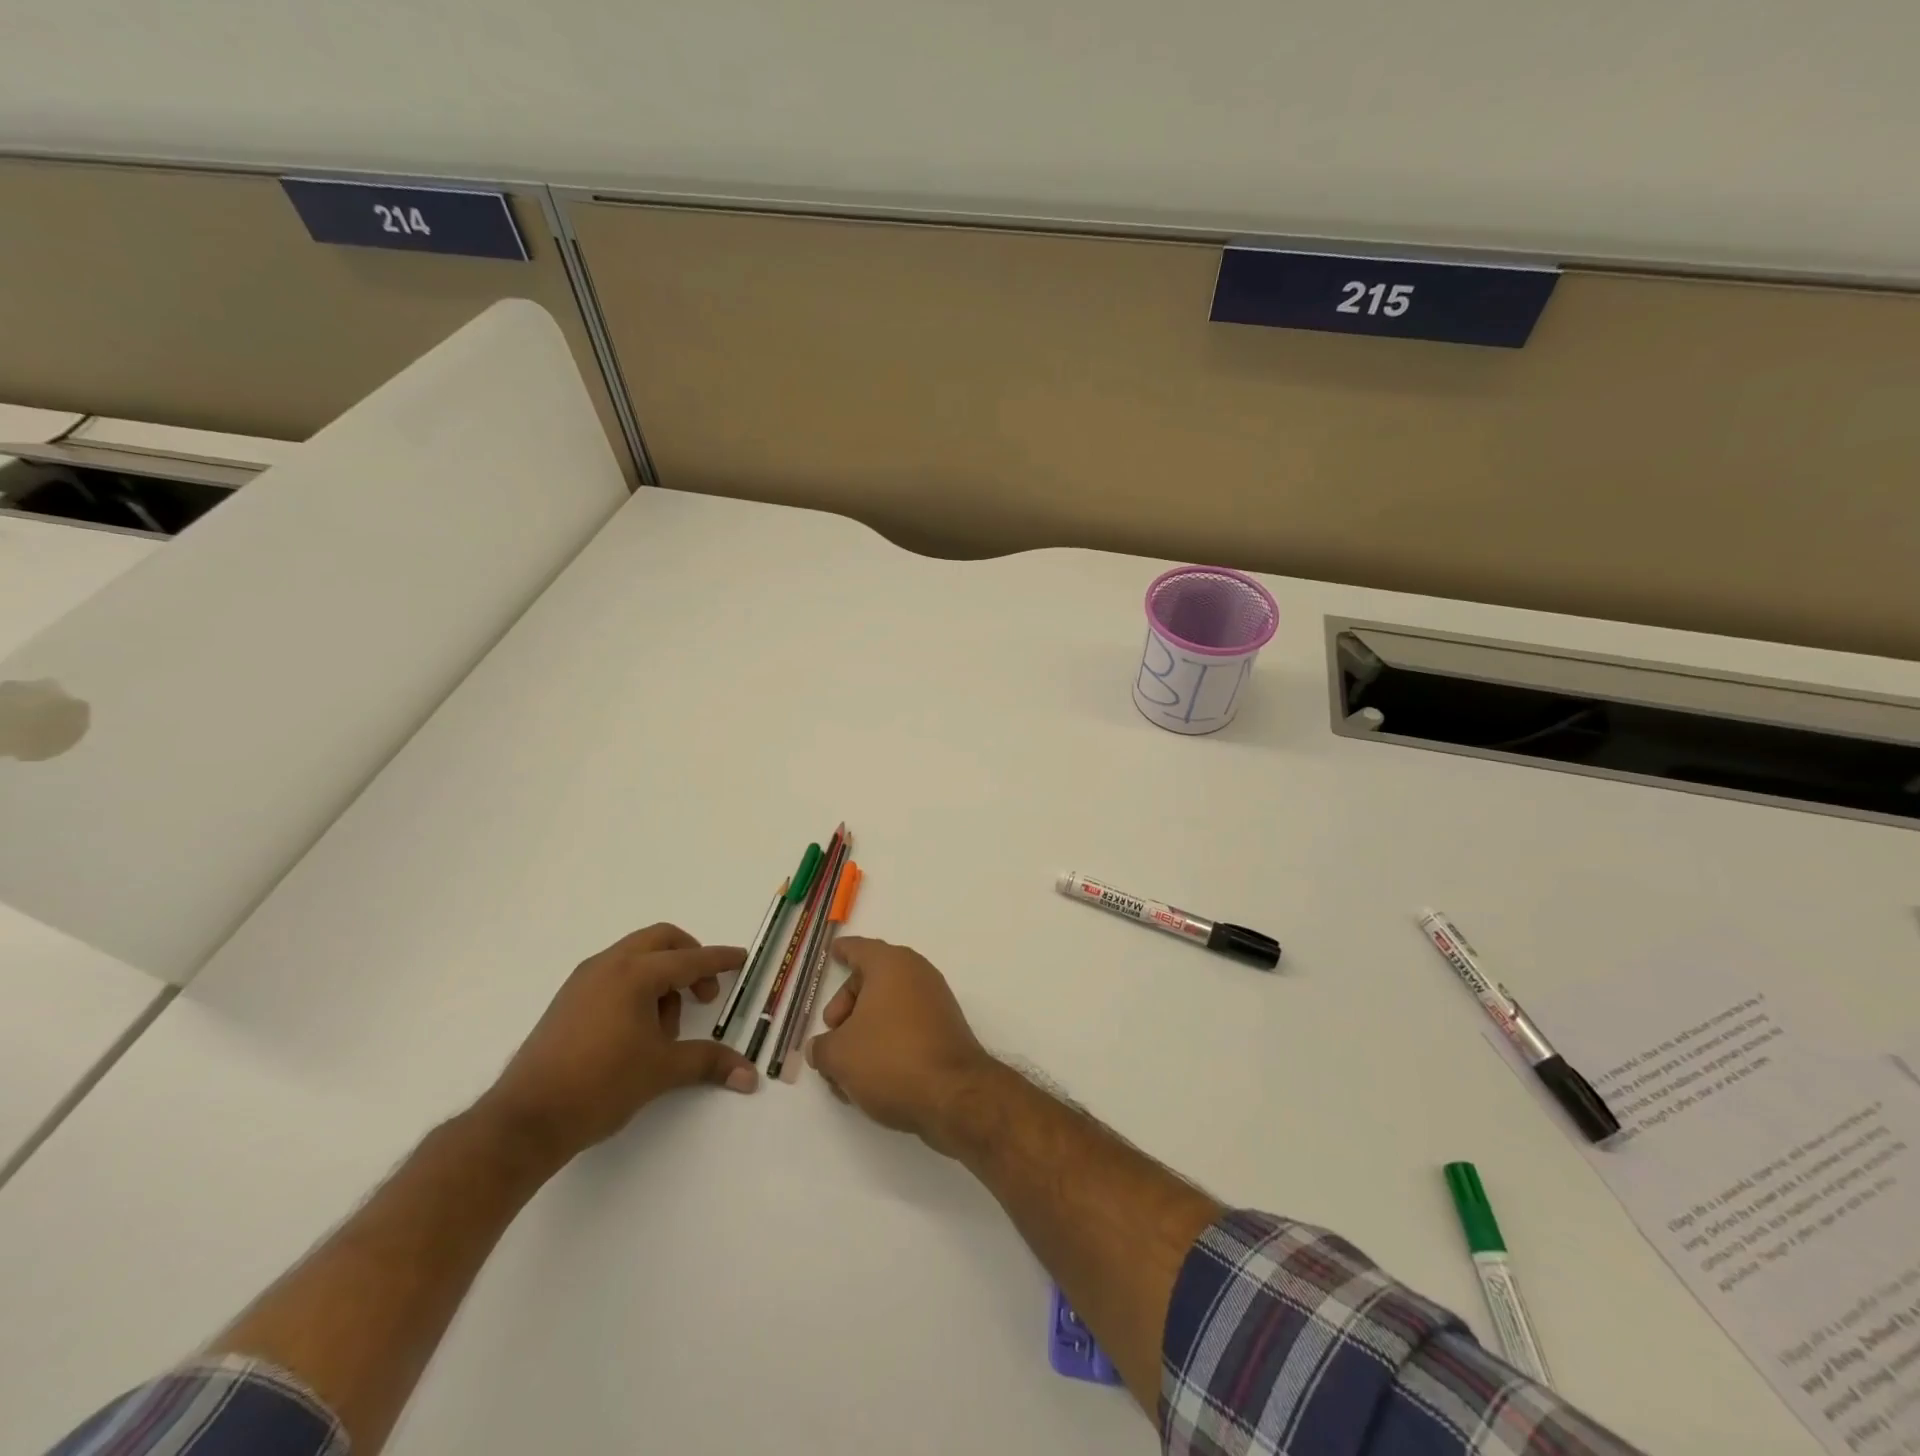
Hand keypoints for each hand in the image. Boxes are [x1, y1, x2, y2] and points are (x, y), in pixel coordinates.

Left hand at [479, 924, 758, 1166]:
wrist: (525, 1120)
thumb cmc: (601, 1085)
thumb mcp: (662, 1071)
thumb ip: (709, 1062)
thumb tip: (751, 1076)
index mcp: (635, 974)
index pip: (690, 959)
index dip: (720, 960)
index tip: (741, 958)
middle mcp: (608, 965)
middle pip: (661, 940)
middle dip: (689, 959)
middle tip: (703, 994)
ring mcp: (583, 980)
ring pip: (636, 957)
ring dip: (662, 976)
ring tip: (666, 1027)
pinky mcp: (567, 1000)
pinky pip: (614, 974)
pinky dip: (637, 986)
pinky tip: (637, 1030)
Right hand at [806, 937, 994, 1152]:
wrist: (953, 1094)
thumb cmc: (890, 1059)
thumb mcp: (839, 1055)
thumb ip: (822, 1048)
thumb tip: (821, 1048)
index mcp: (891, 965)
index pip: (860, 949)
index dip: (843, 951)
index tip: (834, 950)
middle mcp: (916, 974)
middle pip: (872, 981)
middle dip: (846, 1007)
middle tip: (830, 1035)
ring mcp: (935, 1002)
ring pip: (888, 1009)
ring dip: (863, 1034)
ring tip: (843, 1071)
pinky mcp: (945, 1030)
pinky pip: (906, 1027)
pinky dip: (886, 1044)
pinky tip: (869, 1079)